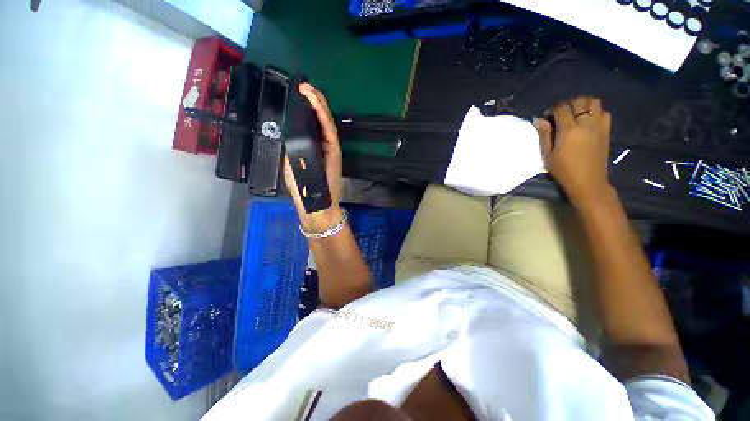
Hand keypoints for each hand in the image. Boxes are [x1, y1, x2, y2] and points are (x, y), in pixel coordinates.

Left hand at [283, 83, 343, 231]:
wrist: (316, 202)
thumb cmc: (303, 186)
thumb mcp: (292, 162)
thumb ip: (293, 147)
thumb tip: (290, 132)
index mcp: (312, 145)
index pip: (311, 123)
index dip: (306, 107)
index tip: (299, 92)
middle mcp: (322, 143)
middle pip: (319, 118)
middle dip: (313, 101)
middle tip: (305, 86)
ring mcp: (330, 146)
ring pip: (325, 121)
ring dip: (318, 104)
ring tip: (309, 88)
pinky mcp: (335, 150)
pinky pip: (328, 129)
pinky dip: (322, 115)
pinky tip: (315, 102)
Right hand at [534, 97, 612, 206]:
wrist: (588, 181)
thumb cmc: (563, 170)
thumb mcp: (547, 154)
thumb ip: (544, 135)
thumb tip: (538, 119)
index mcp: (568, 130)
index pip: (562, 109)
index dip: (553, 108)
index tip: (547, 115)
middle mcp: (585, 124)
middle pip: (579, 102)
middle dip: (569, 104)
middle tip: (561, 112)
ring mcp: (599, 126)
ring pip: (594, 103)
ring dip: (584, 104)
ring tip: (576, 112)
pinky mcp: (606, 131)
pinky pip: (604, 113)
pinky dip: (596, 111)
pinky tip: (589, 120)